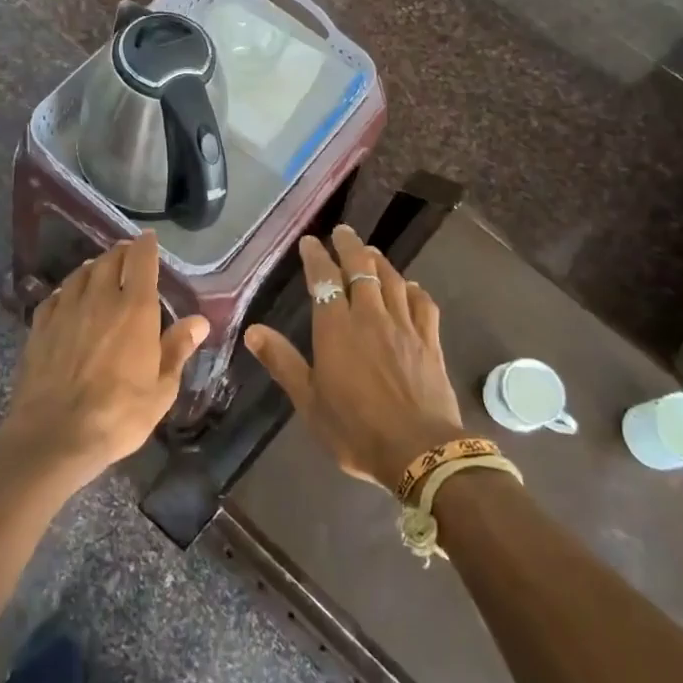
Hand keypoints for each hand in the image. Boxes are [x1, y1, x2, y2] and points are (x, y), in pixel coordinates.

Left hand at [0, 232, 208, 483]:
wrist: (54, 436)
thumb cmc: (118, 415)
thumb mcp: (161, 389)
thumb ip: (177, 349)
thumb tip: (199, 321)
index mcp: (135, 309)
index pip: (141, 261)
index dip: (146, 246)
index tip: (148, 239)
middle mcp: (100, 299)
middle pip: (109, 260)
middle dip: (121, 252)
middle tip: (127, 256)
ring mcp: (66, 309)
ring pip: (81, 273)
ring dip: (93, 267)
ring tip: (99, 270)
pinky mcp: (40, 326)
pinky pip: (56, 295)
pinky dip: (67, 289)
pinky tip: (68, 297)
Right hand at [245, 225, 465, 494]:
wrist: (419, 451)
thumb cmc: (355, 429)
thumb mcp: (308, 401)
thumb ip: (282, 362)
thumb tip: (253, 330)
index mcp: (336, 328)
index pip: (324, 279)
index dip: (316, 257)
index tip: (309, 242)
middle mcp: (370, 316)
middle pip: (361, 268)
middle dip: (349, 246)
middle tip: (342, 231)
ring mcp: (404, 326)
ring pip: (391, 279)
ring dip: (379, 261)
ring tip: (370, 251)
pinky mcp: (430, 340)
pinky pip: (422, 304)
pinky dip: (413, 289)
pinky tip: (410, 287)